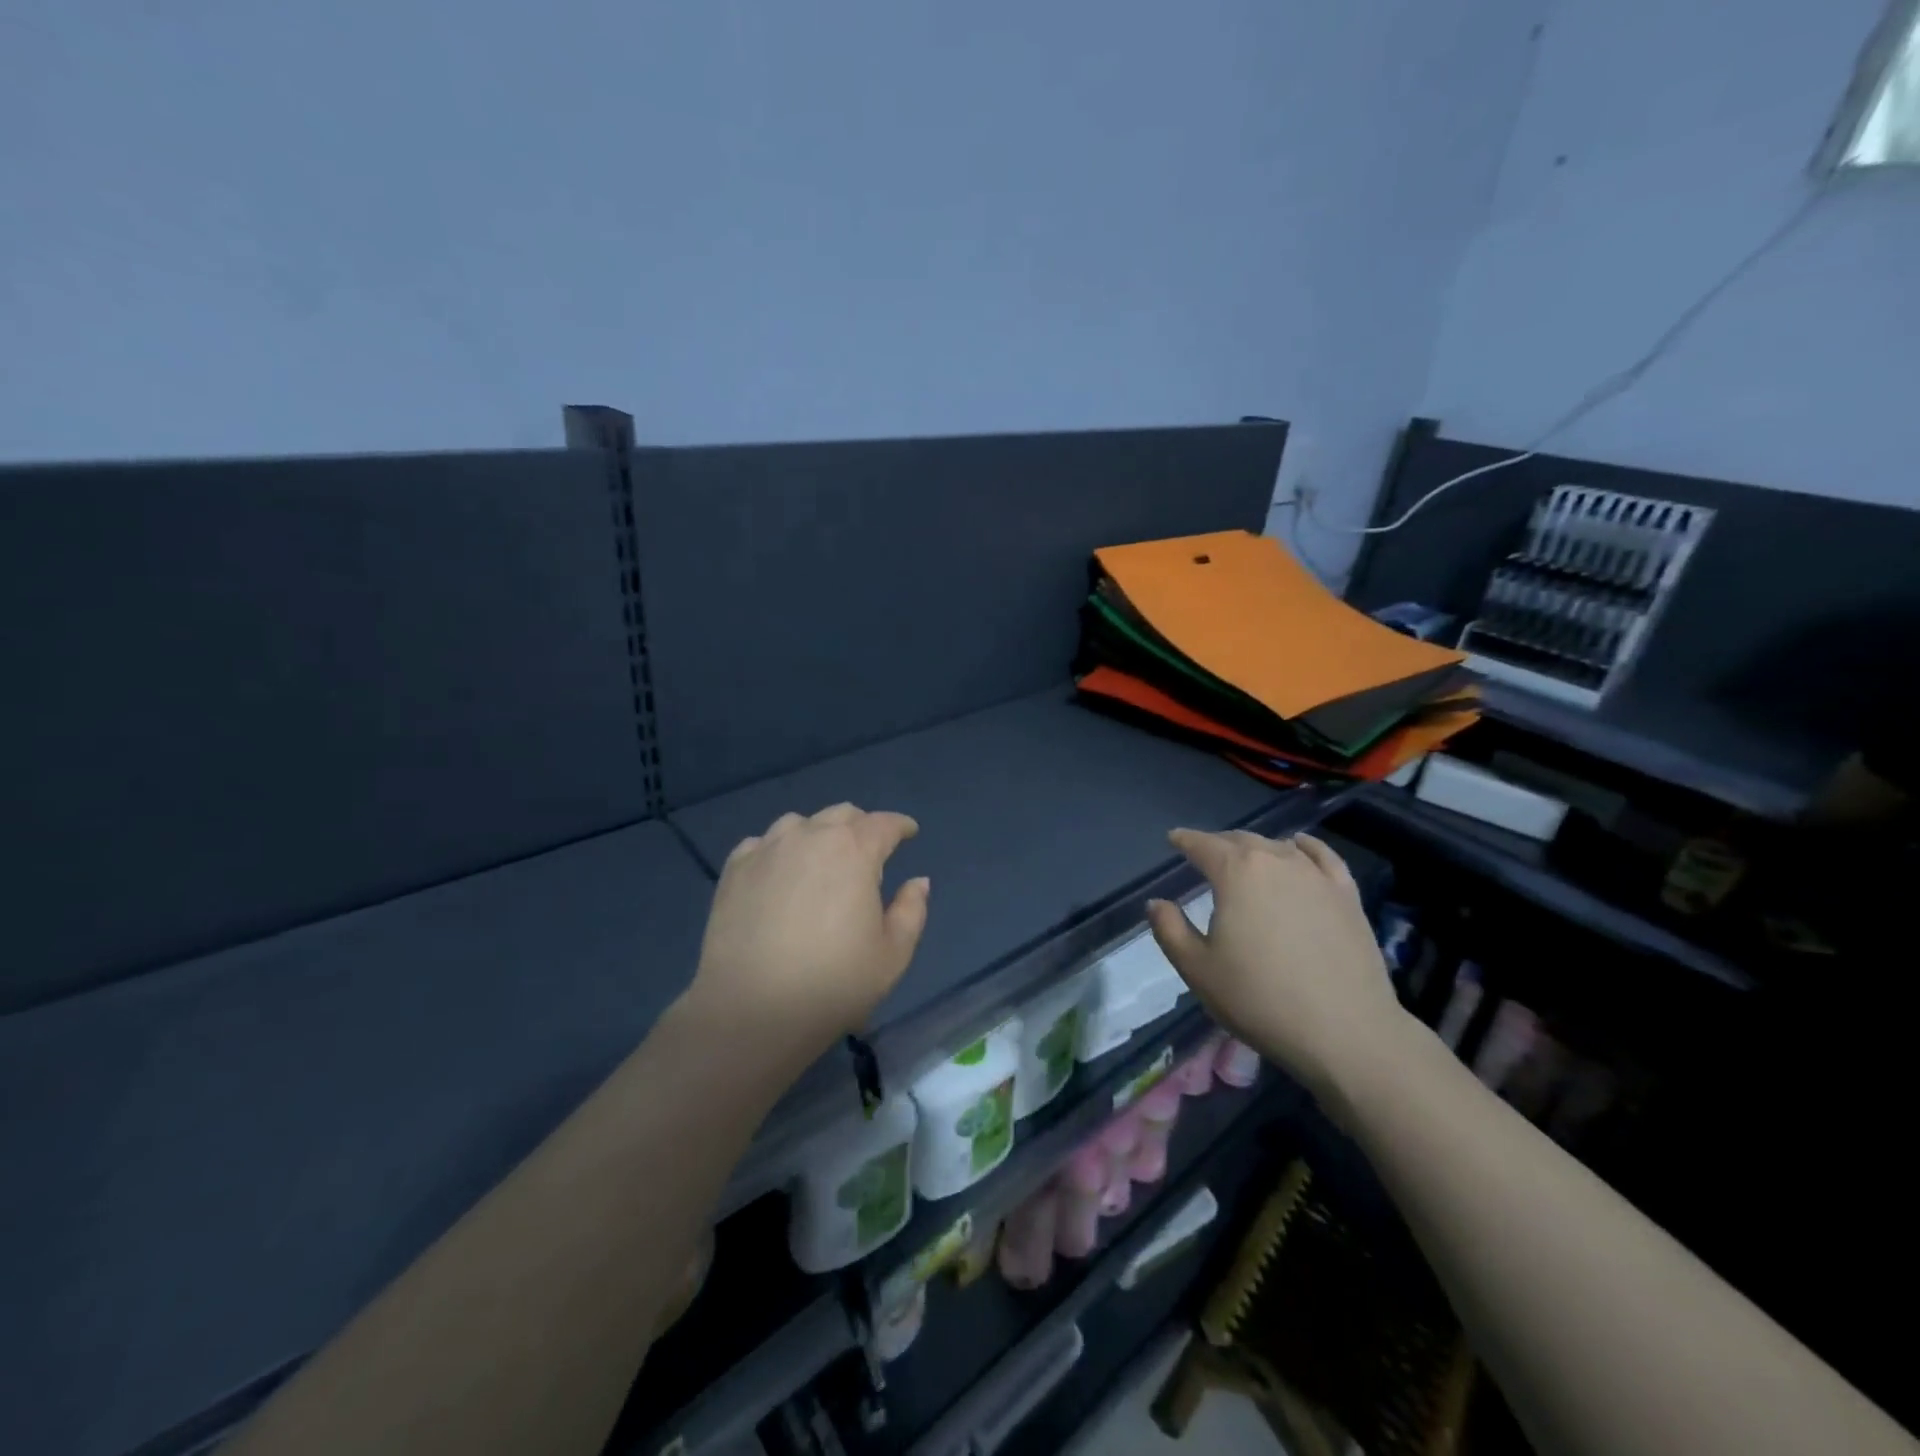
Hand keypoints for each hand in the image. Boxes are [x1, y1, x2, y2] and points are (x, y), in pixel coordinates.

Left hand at [689, 803, 931, 1055]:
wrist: (753, 1009)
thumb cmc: (834, 982)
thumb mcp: (892, 954)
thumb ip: (911, 910)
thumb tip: (917, 881)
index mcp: (855, 850)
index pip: (884, 824)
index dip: (900, 826)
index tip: (909, 832)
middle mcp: (811, 836)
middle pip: (842, 815)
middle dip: (861, 826)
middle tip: (868, 850)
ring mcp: (767, 849)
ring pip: (799, 823)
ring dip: (818, 833)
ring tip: (820, 859)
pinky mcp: (734, 869)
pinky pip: (762, 844)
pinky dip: (778, 850)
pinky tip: (779, 873)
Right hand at [1145, 830, 1404, 1103]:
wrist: (1346, 1032)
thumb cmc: (1260, 1000)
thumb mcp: (1198, 970)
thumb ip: (1170, 930)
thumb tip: (1157, 903)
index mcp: (1236, 873)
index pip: (1203, 845)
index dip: (1185, 840)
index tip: (1173, 839)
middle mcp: (1276, 860)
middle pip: (1241, 840)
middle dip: (1218, 843)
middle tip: (1204, 854)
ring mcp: (1316, 876)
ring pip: (1278, 846)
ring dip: (1255, 847)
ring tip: (1244, 858)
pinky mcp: (1347, 895)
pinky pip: (1322, 856)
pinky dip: (1304, 846)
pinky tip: (1298, 847)